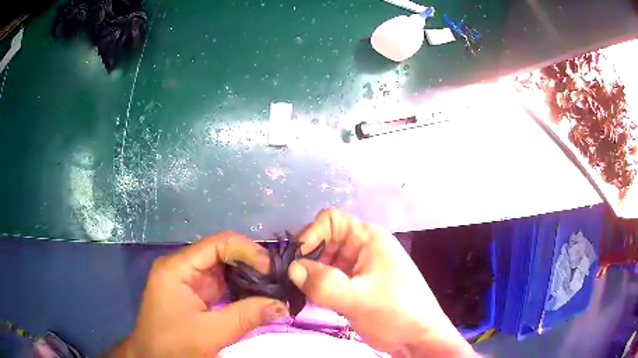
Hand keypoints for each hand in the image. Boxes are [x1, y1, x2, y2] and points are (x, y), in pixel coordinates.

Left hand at [109, 233, 288, 357]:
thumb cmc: (173, 345)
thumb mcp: (210, 333)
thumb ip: (247, 316)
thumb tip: (282, 304)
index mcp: (177, 268)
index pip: (217, 244)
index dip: (247, 251)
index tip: (271, 270)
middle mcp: (182, 267)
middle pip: (221, 253)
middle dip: (251, 264)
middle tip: (278, 278)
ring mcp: (188, 281)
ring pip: (223, 269)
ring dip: (248, 277)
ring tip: (273, 285)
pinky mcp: (194, 294)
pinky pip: (221, 285)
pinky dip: (240, 289)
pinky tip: (258, 295)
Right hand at [288, 209, 474, 356]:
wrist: (418, 338)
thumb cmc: (396, 313)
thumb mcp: (359, 299)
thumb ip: (324, 284)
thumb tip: (291, 269)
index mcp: (369, 239)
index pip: (331, 221)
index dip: (311, 235)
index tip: (296, 261)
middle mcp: (363, 248)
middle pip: (325, 241)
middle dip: (306, 258)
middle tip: (291, 281)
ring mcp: (360, 268)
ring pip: (326, 262)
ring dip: (310, 275)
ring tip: (298, 293)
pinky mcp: (357, 286)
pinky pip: (331, 279)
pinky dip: (318, 287)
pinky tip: (310, 300)